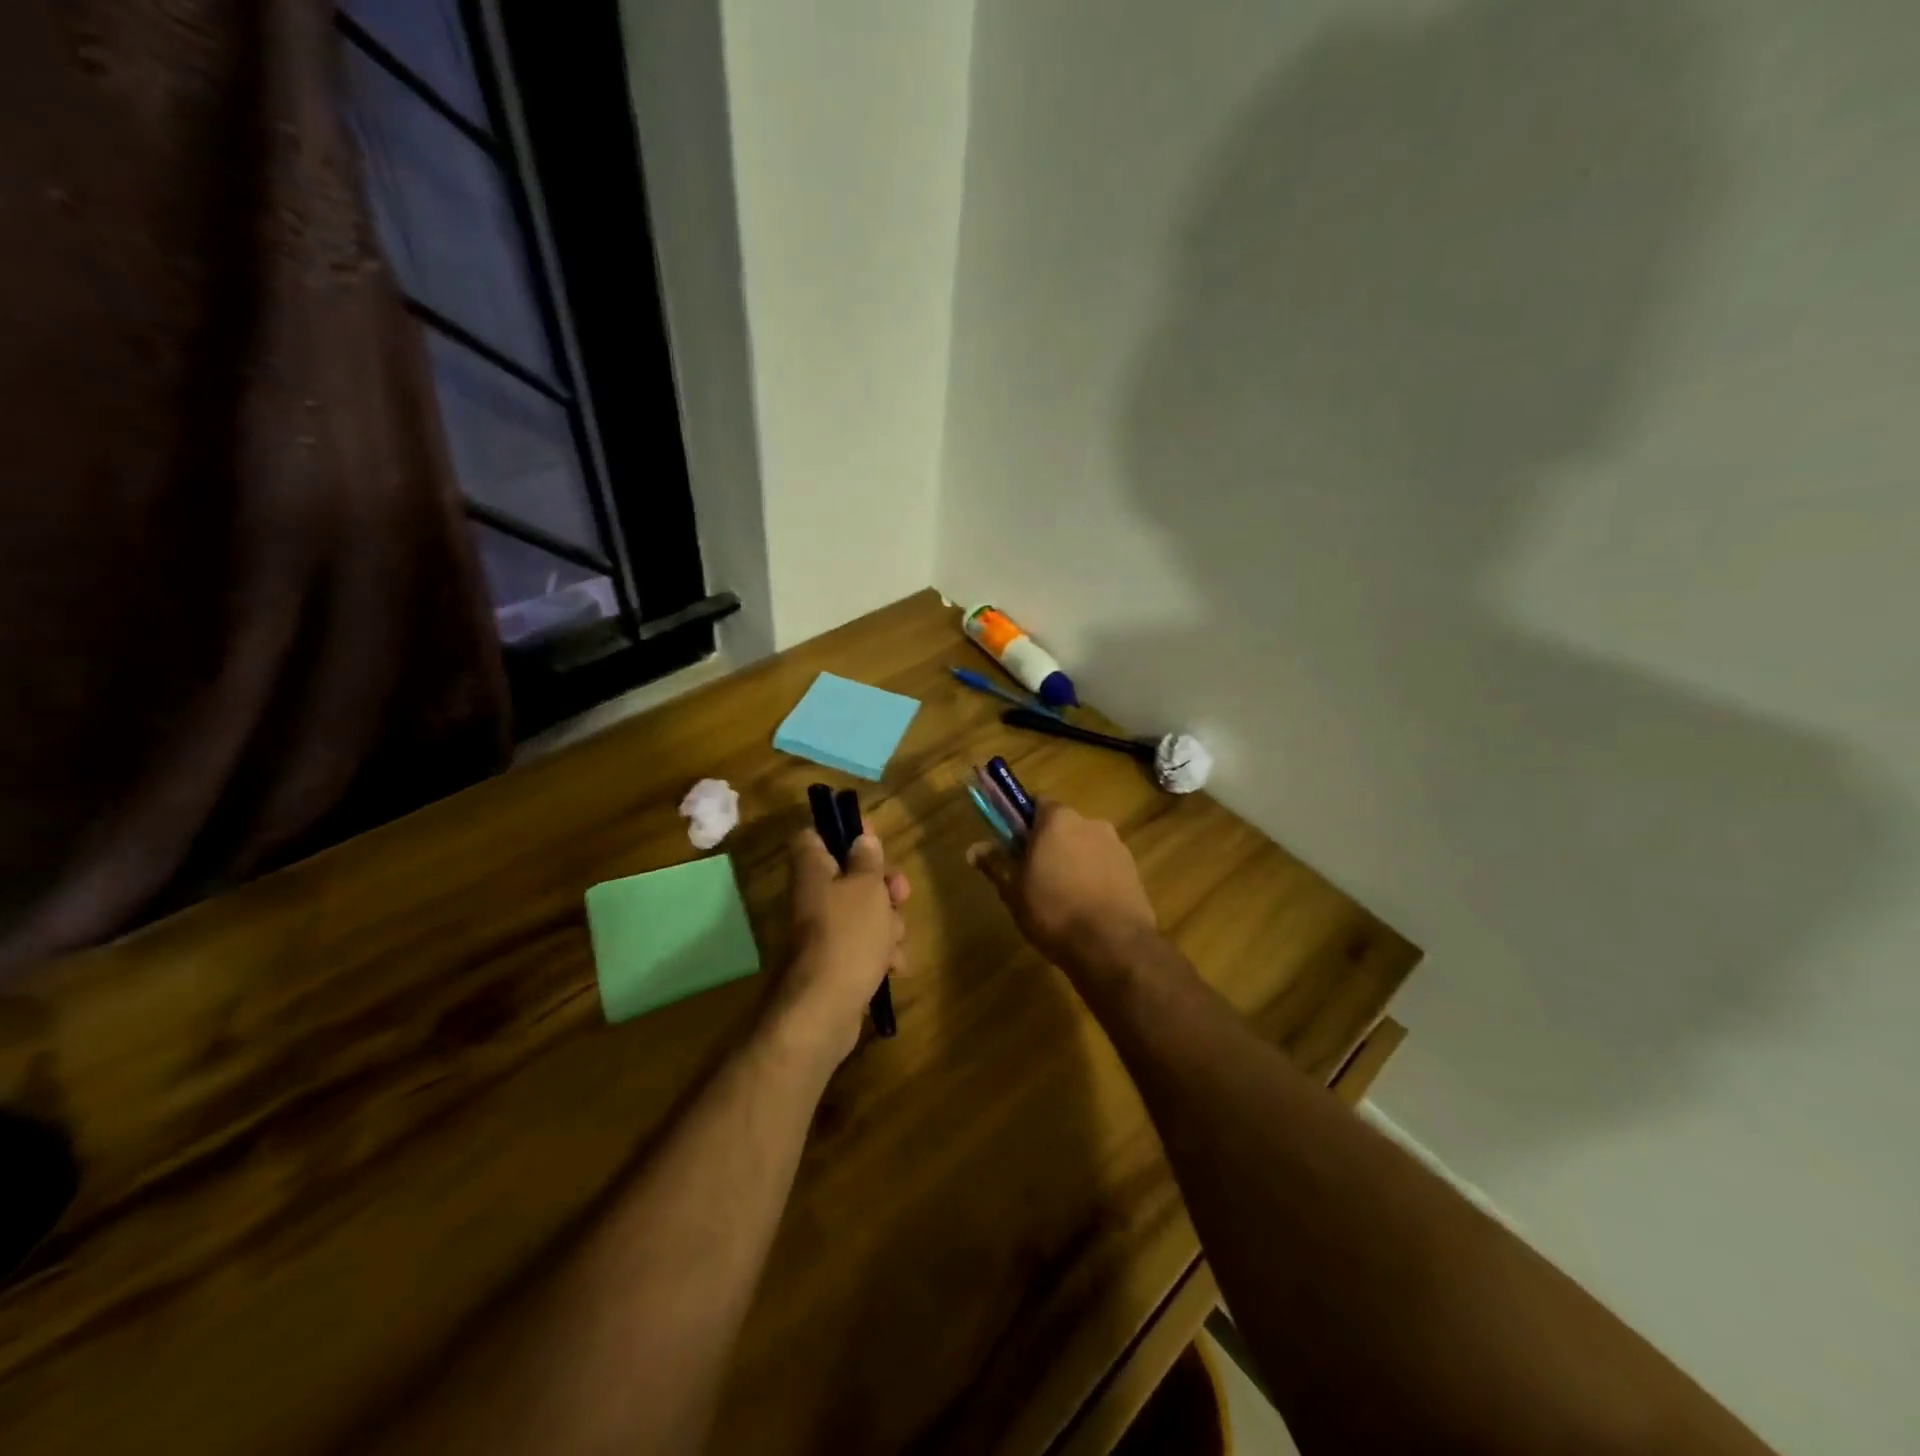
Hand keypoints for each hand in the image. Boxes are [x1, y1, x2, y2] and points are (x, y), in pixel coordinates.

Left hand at [773, 829, 909, 1067]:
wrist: (824, 1011)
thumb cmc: (847, 937)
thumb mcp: (866, 889)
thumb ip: (867, 861)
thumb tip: (861, 840)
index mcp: (813, 871)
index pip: (814, 836)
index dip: (843, 833)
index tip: (873, 841)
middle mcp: (813, 898)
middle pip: (851, 877)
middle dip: (883, 886)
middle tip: (900, 894)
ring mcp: (824, 934)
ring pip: (865, 914)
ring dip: (888, 924)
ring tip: (893, 942)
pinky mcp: (837, 964)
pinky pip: (865, 947)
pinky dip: (881, 954)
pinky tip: (893, 967)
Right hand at [969, 801, 1158, 985]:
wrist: (1112, 945)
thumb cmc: (1053, 910)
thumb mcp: (1013, 890)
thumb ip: (995, 864)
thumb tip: (973, 848)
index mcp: (1058, 820)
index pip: (1036, 804)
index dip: (1023, 823)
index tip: (1014, 846)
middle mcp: (1090, 823)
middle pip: (1063, 826)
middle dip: (1049, 844)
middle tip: (1034, 876)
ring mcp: (1116, 846)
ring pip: (1085, 846)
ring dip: (1073, 861)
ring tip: (1062, 897)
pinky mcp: (1134, 871)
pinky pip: (1105, 866)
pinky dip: (1094, 878)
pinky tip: (1086, 907)